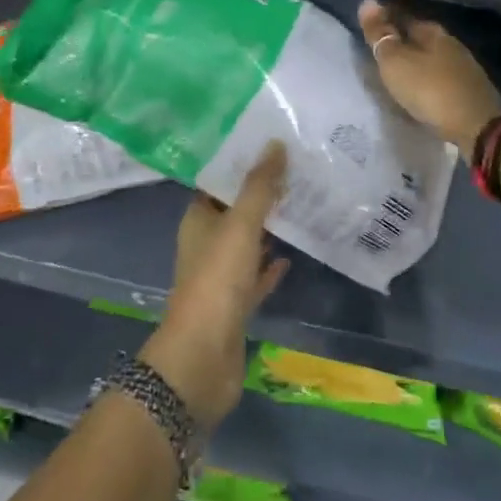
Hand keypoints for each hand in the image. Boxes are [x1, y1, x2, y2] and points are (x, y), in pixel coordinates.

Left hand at [141, 144, 291, 428]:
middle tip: (297, 171)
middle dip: (260, 195)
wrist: (203, 357)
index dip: (241, 165)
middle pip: (234, 212)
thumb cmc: (216, 281)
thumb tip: (275, 143)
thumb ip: (258, 187)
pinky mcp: (236, 305)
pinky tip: (293, 254)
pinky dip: (271, 266)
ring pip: (247, 244)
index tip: (272, 147)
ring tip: (301, 206)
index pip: (218, 183)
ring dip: (268, 229)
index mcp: (198, 220)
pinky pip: (256, 277)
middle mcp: (206, 244)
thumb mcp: (240, 226)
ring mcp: (220, 277)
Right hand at [358, 0, 500, 157]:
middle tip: (379, 51)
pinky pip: (441, 76)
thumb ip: (380, 34)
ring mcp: (465, 66)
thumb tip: (367, 1)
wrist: (478, 127)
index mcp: (433, 31)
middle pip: (420, 36)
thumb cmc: (430, 90)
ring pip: (432, 56)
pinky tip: (421, 89)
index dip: (385, 18)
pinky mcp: (472, 89)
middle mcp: (452, 43)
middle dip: (401, 40)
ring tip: (397, 72)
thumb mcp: (395, 62)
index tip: (369, 27)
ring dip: (415, 61)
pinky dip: (428, 78)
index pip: (404, 15)